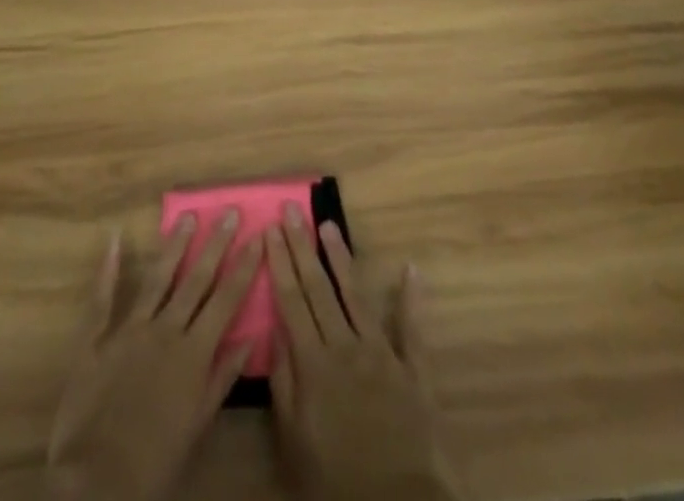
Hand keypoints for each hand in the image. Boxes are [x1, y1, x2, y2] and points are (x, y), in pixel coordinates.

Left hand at [47, 210, 259, 500]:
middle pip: (196, 279)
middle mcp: (165, 330)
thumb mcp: (198, 426)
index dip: (244, 266)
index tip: (259, 236)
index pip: (226, 300)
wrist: (98, 482)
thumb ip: (223, 379)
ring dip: (174, 245)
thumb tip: (251, 339)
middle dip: (216, 243)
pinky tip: (114, 238)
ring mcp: (129, 329)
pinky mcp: (96, 337)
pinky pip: (102, 296)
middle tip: (229, 210)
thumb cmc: (155, 461)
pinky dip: (108, 266)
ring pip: (157, 277)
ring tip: (188, 216)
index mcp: (193, 353)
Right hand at [267, 203, 460, 500]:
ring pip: (356, 295)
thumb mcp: (293, 442)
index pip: (291, 301)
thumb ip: (283, 384)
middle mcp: (345, 346)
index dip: (279, 263)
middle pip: (318, 288)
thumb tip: (275, 331)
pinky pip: (412, 328)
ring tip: (329, 225)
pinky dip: (412, 297)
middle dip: (302, 246)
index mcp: (314, 363)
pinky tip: (410, 268)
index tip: (269, 229)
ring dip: (341, 258)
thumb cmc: (335, 482)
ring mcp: (382, 353)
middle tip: (291, 209)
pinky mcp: (413, 369)